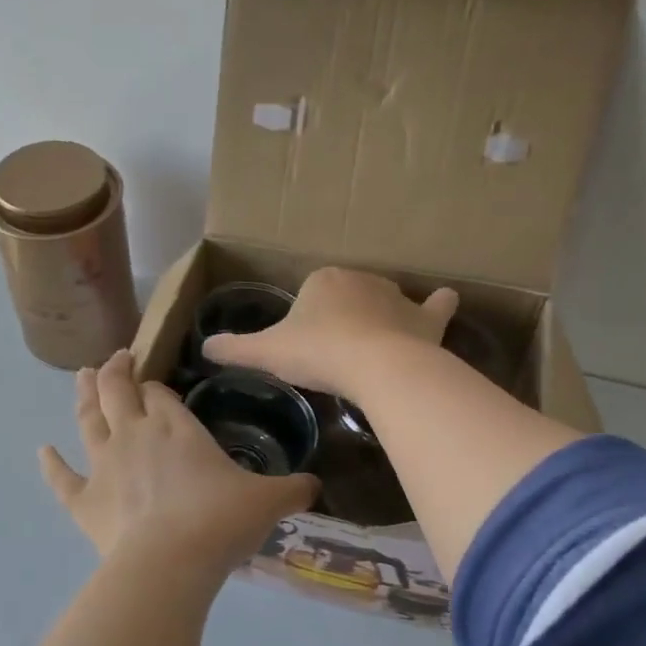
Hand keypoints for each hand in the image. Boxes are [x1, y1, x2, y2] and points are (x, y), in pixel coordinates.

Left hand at [39, 351, 319, 570]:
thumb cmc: (220, 522)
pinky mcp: (84, 501)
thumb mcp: (268, 502)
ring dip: (84, 396)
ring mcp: (104, 466)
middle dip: (116, 371)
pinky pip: (62, 478)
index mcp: (176, 427)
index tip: (156, 383)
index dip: (156, 385)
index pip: (160, 393)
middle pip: (118, 391)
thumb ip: (293, 490)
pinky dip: (51, 464)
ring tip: (82, 377)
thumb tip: (317, 486)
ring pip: (87, 419)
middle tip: (115, 359)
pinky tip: (42, 451)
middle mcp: (135, 435)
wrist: (170, 563)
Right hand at [201, 267, 457, 396]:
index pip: (311, 293)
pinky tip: (441, 307)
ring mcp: (398, 297)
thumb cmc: (317, 353)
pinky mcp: (427, 319)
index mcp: (323, 280)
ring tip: (371, 350)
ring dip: (380, 317)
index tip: (305, 347)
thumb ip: (234, 349)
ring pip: (385, 302)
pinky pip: (436, 307)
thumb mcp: (265, 353)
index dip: (307, 320)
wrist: (375, 366)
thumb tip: (204, 348)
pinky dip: (438, 307)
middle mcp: (362, 279)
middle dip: (342, 318)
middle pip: (348, 297)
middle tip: (333, 355)